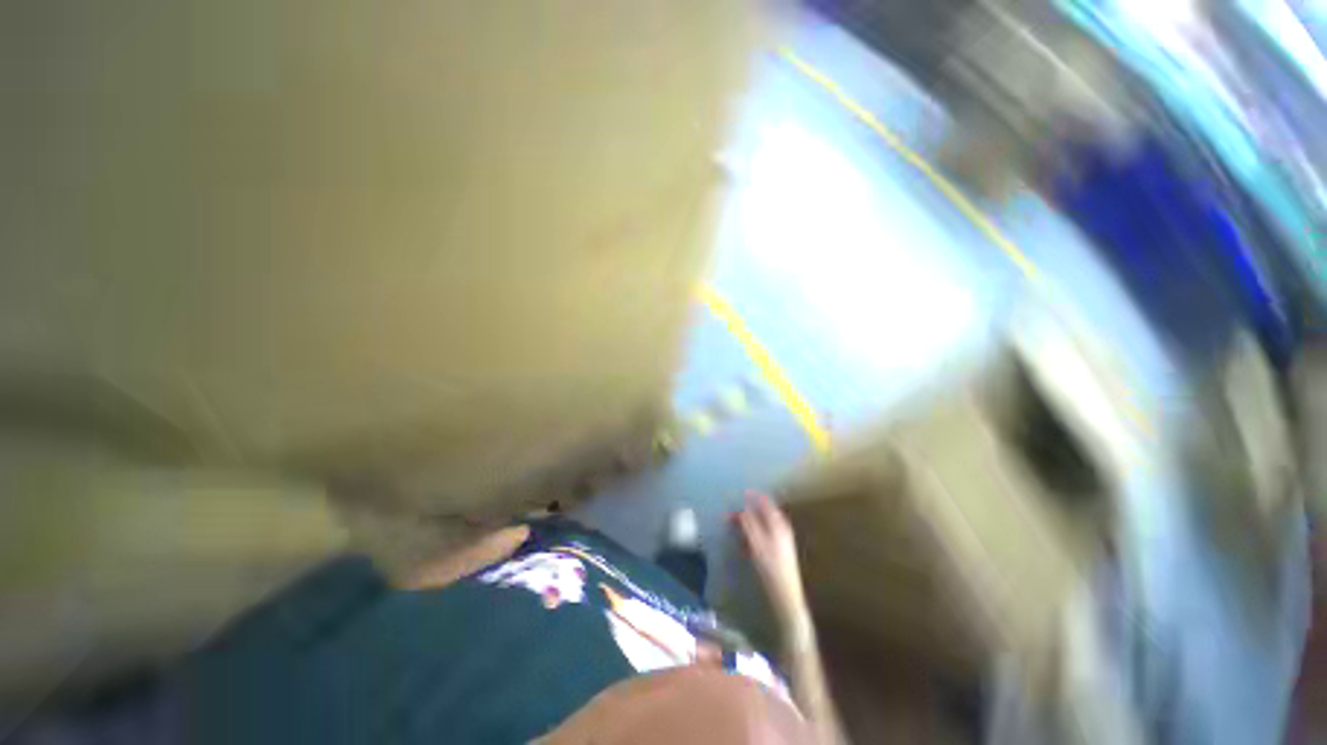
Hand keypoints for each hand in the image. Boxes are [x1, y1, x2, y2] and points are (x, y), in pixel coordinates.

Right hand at [736, 491, 807, 622]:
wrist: (786, 597)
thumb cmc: (771, 568)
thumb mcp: (757, 543)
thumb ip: (748, 524)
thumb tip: (740, 509)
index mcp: (778, 523)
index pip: (765, 502)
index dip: (752, 496)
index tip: (739, 492)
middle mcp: (780, 529)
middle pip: (762, 513)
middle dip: (747, 510)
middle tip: (731, 511)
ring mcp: (780, 540)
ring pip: (761, 525)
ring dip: (747, 523)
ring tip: (732, 524)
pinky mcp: (776, 552)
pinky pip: (761, 536)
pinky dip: (750, 534)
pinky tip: (741, 542)